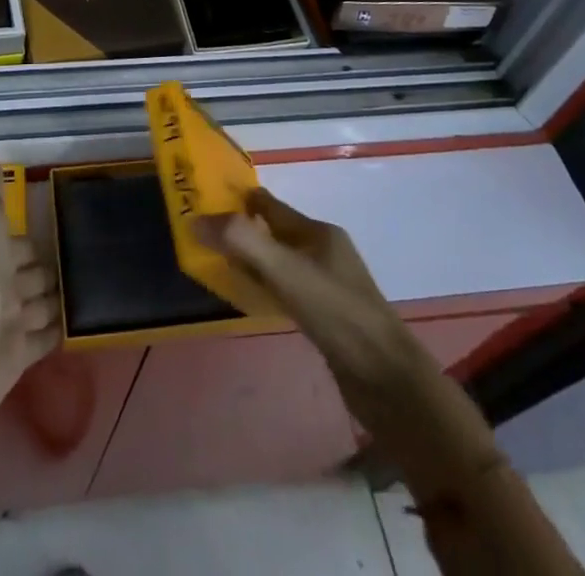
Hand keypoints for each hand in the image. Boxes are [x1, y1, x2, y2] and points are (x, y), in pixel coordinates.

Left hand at [0, 143, 60, 432]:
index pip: (18, 245)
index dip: (33, 241)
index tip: (61, 234)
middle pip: (30, 276)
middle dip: (50, 270)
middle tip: (84, 263)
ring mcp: (9, 325)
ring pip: (39, 307)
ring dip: (57, 300)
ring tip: (91, 289)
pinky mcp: (20, 357)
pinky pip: (45, 339)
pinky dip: (59, 331)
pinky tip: (81, 323)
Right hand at [198, 189, 414, 434]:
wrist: (389, 382)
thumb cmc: (337, 314)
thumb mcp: (285, 271)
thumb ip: (241, 241)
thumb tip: (195, 219)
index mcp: (318, 232)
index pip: (271, 206)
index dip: (239, 201)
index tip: (205, 202)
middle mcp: (325, 252)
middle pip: (275, 232)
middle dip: (243, 232)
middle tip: (204, 238)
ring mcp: (329, 286)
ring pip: (281, 262)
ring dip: (253, 261)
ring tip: (220, 267)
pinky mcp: (330, 318)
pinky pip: (288, 290)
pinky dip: (267, 288)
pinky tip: (254, 301)